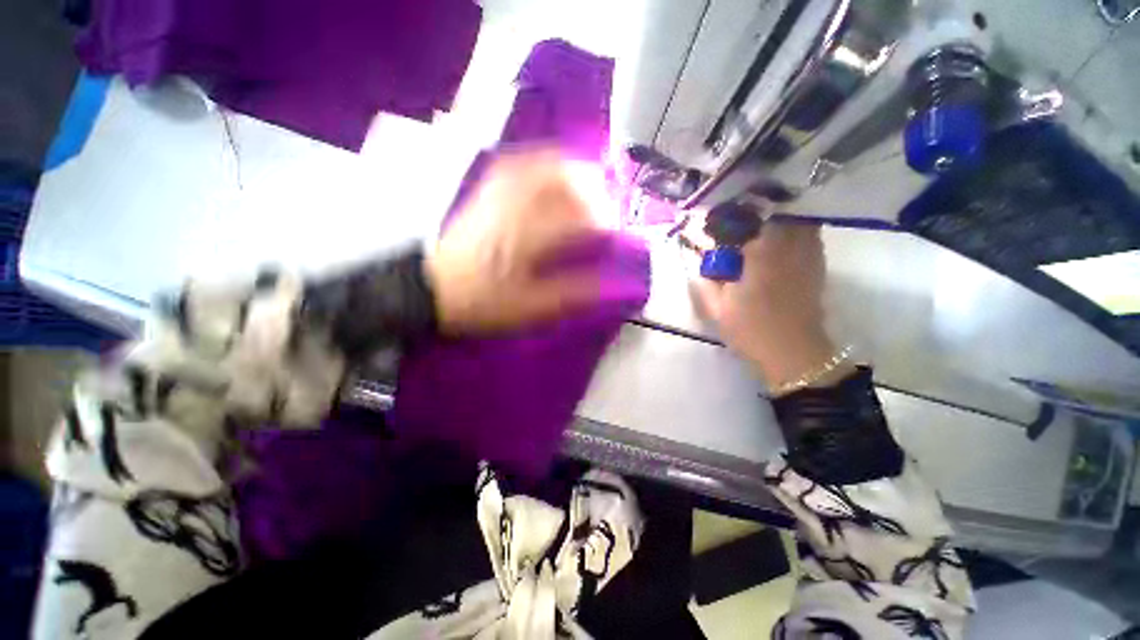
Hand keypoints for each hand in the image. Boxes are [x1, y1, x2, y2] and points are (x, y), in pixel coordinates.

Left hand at [425, 150, 605, 333]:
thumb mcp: (530, 307)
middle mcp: (512, 206)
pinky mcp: (485, 191)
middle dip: (591, 186)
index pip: (575, 218)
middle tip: (605, 203)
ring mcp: (496, 193)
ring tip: (587, 184)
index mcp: (526, 238)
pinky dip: (541, 162)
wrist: (432, 290)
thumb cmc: (481, 302)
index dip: (601, 223)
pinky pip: (517, 163)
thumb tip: (609, 284)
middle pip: (559, 177)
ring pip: (539, 163)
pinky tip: (551, 172)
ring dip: (570, 169)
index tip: (614, 234)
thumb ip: (571, 293)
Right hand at [691, 222, 849, 391]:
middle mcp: (787, 248)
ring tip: (760, 223)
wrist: (793, 353)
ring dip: (777, 216)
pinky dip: (794, 228)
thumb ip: (704, 283)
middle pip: (775, 213)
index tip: (719, 217)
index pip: (747, 220)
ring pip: (796, 220)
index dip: (732, 214)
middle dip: (756, 209)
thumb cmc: (751, 331)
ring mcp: (807, 254)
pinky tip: (779, 240)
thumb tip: (696, 264)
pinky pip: (808, 234)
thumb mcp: (717, 310)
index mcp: (759, 256)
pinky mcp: (817, 264)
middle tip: (740, 216)